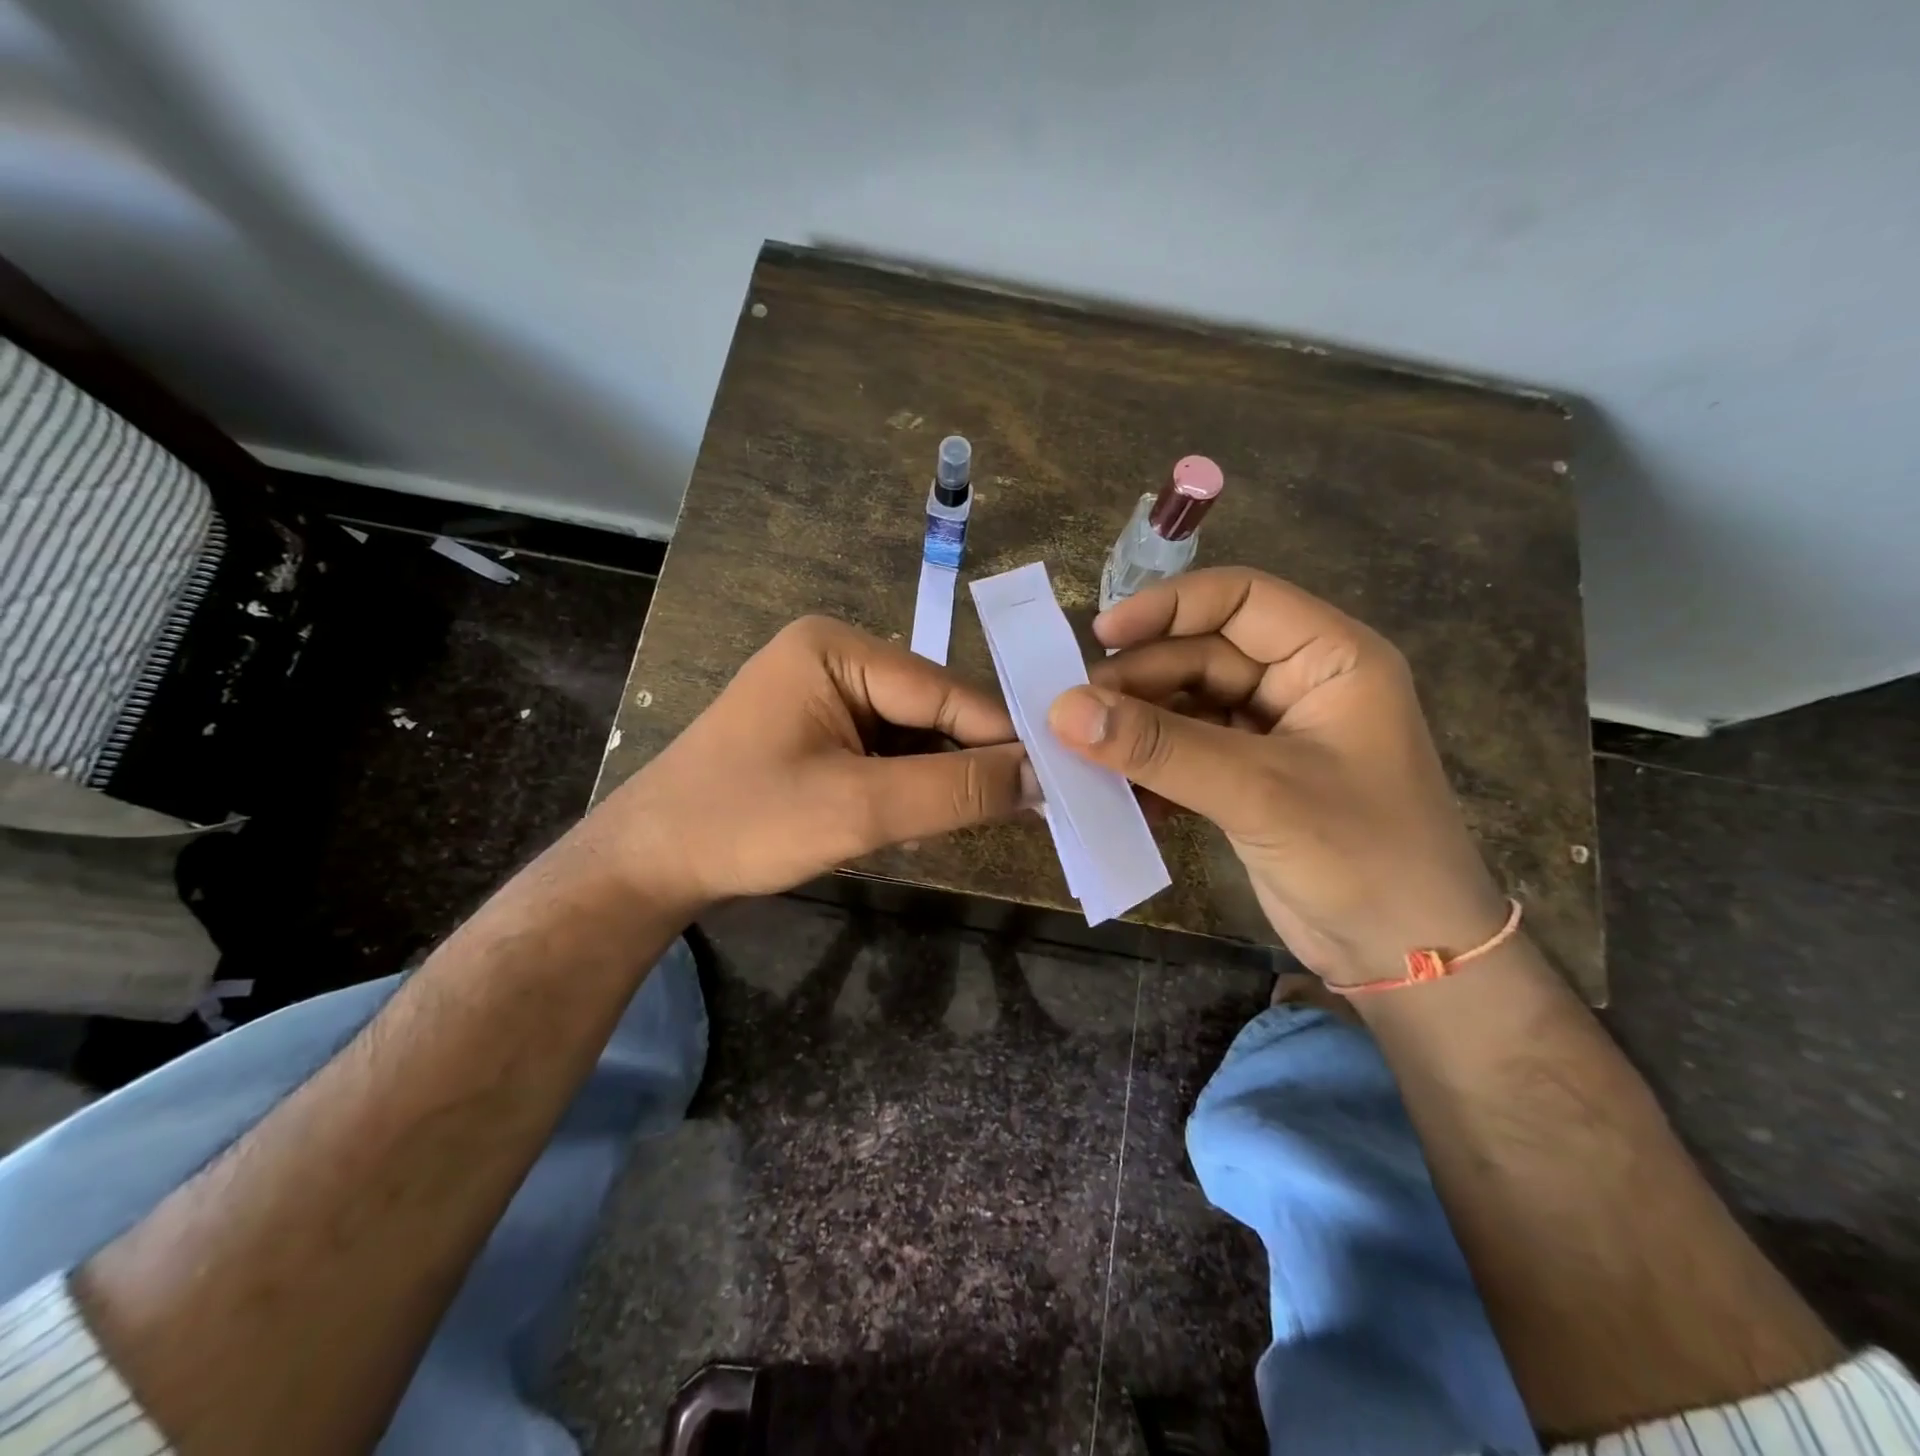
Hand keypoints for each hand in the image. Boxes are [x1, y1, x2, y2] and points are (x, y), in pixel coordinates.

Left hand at [589, 616, 1035, 909]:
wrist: (650, 863)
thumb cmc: (745, 823)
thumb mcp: (857, 808)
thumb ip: (954, 790)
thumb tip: (1040, 776)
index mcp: (838, 648)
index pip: (945, 691)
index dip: (1003, 738)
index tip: (1059, 780)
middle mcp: (837, 657)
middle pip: (933, 711)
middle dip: (970, 763)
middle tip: (1032, 811)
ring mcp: (827, 695)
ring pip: (915, 736)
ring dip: (941, 781)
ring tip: (979, 822)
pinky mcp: (822, 732)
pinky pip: (888, 754)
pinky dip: (910, 788)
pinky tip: (920, 821)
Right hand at [1048, 568, 1506, 986]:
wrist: (1407, 957)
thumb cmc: (1360, 856)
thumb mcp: (1257, 792)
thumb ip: (1160, 747)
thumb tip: (1062, 710)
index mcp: (1330, 658)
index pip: (1240, 598)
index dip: (1168, 606)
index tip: (1099, 637)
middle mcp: (1299, 684)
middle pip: (1201, 655)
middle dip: (1139, 681)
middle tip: (1075, 713)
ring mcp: (1271, 734)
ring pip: (1185, 706)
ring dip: (1136, 727)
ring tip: (1082, 751)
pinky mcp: (1247, 779)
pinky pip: (1184, 753)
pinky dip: (1150, 767)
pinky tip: (1120, 792)